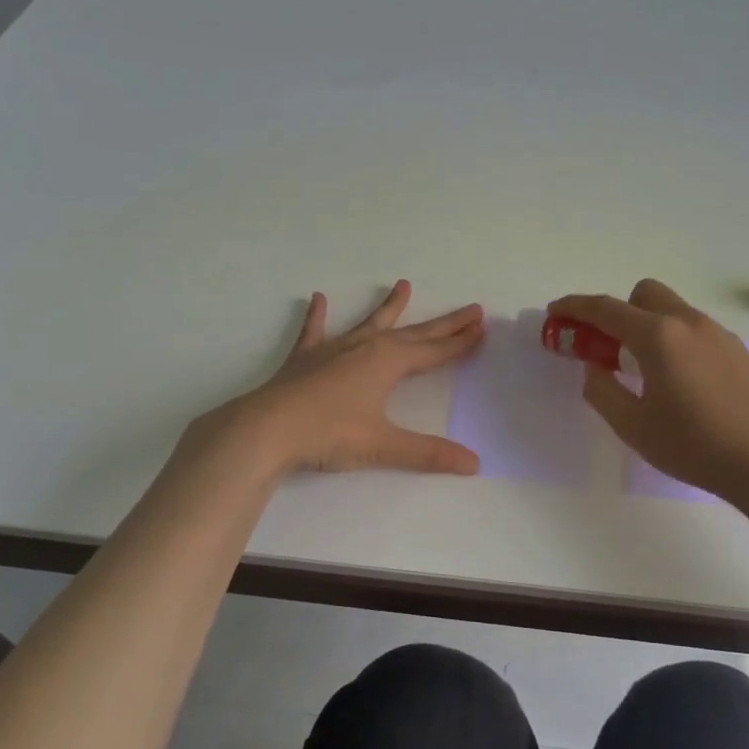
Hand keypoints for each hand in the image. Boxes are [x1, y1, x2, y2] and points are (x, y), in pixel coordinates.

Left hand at [192, 280, 485, 476]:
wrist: (266, 429)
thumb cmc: (329, 434)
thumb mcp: (383, 445)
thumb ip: (428, 453)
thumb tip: (474, 464)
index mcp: (387, 363)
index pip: (434, 351)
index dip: (459, 342)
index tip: (481, 327)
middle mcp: (365, 348)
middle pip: (413, 333)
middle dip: (443, 323)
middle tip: (470, 308)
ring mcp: (333, 349)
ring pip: (369, 323)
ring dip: (389, 307)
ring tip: (403, 285)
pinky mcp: (304, 359)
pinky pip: (314, 331)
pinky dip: (317, 316)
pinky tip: (316, 299)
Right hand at [548, 278, 748, 503]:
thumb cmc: (692, 445)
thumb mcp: (632, 425)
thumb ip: (602, 390)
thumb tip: (595, 368)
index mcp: (659, 337)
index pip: (606, 309)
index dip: (575, 307)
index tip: (555, 310)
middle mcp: (689, 323)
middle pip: (644, 293)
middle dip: (619, 310)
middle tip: (607, 345)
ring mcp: (718, 333)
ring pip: (673, 309)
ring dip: (648, 324)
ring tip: (645, 368)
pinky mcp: (737, 349)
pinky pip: (695, 330)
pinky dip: (675, 339)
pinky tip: (681, 380)